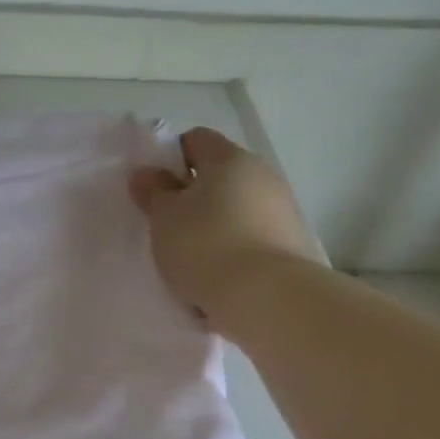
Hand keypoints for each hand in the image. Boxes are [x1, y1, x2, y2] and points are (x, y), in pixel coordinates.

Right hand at [128, 127, 318, 318]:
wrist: (268, 299)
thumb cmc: (206, 246)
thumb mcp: (164, 218)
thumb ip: (153, 192)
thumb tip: (147, 173)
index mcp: (229, 159)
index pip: (196, 139)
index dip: (170, 158)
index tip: (154, 189)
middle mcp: (262, 175)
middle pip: (220, 174)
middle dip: (193, 194)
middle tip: (167, 224)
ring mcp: (283, 210)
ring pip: (237, 207)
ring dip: (215, 223)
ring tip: (191, 256)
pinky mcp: (293, 245)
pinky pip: (253, 237)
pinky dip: (234, 248)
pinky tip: (217, 275)